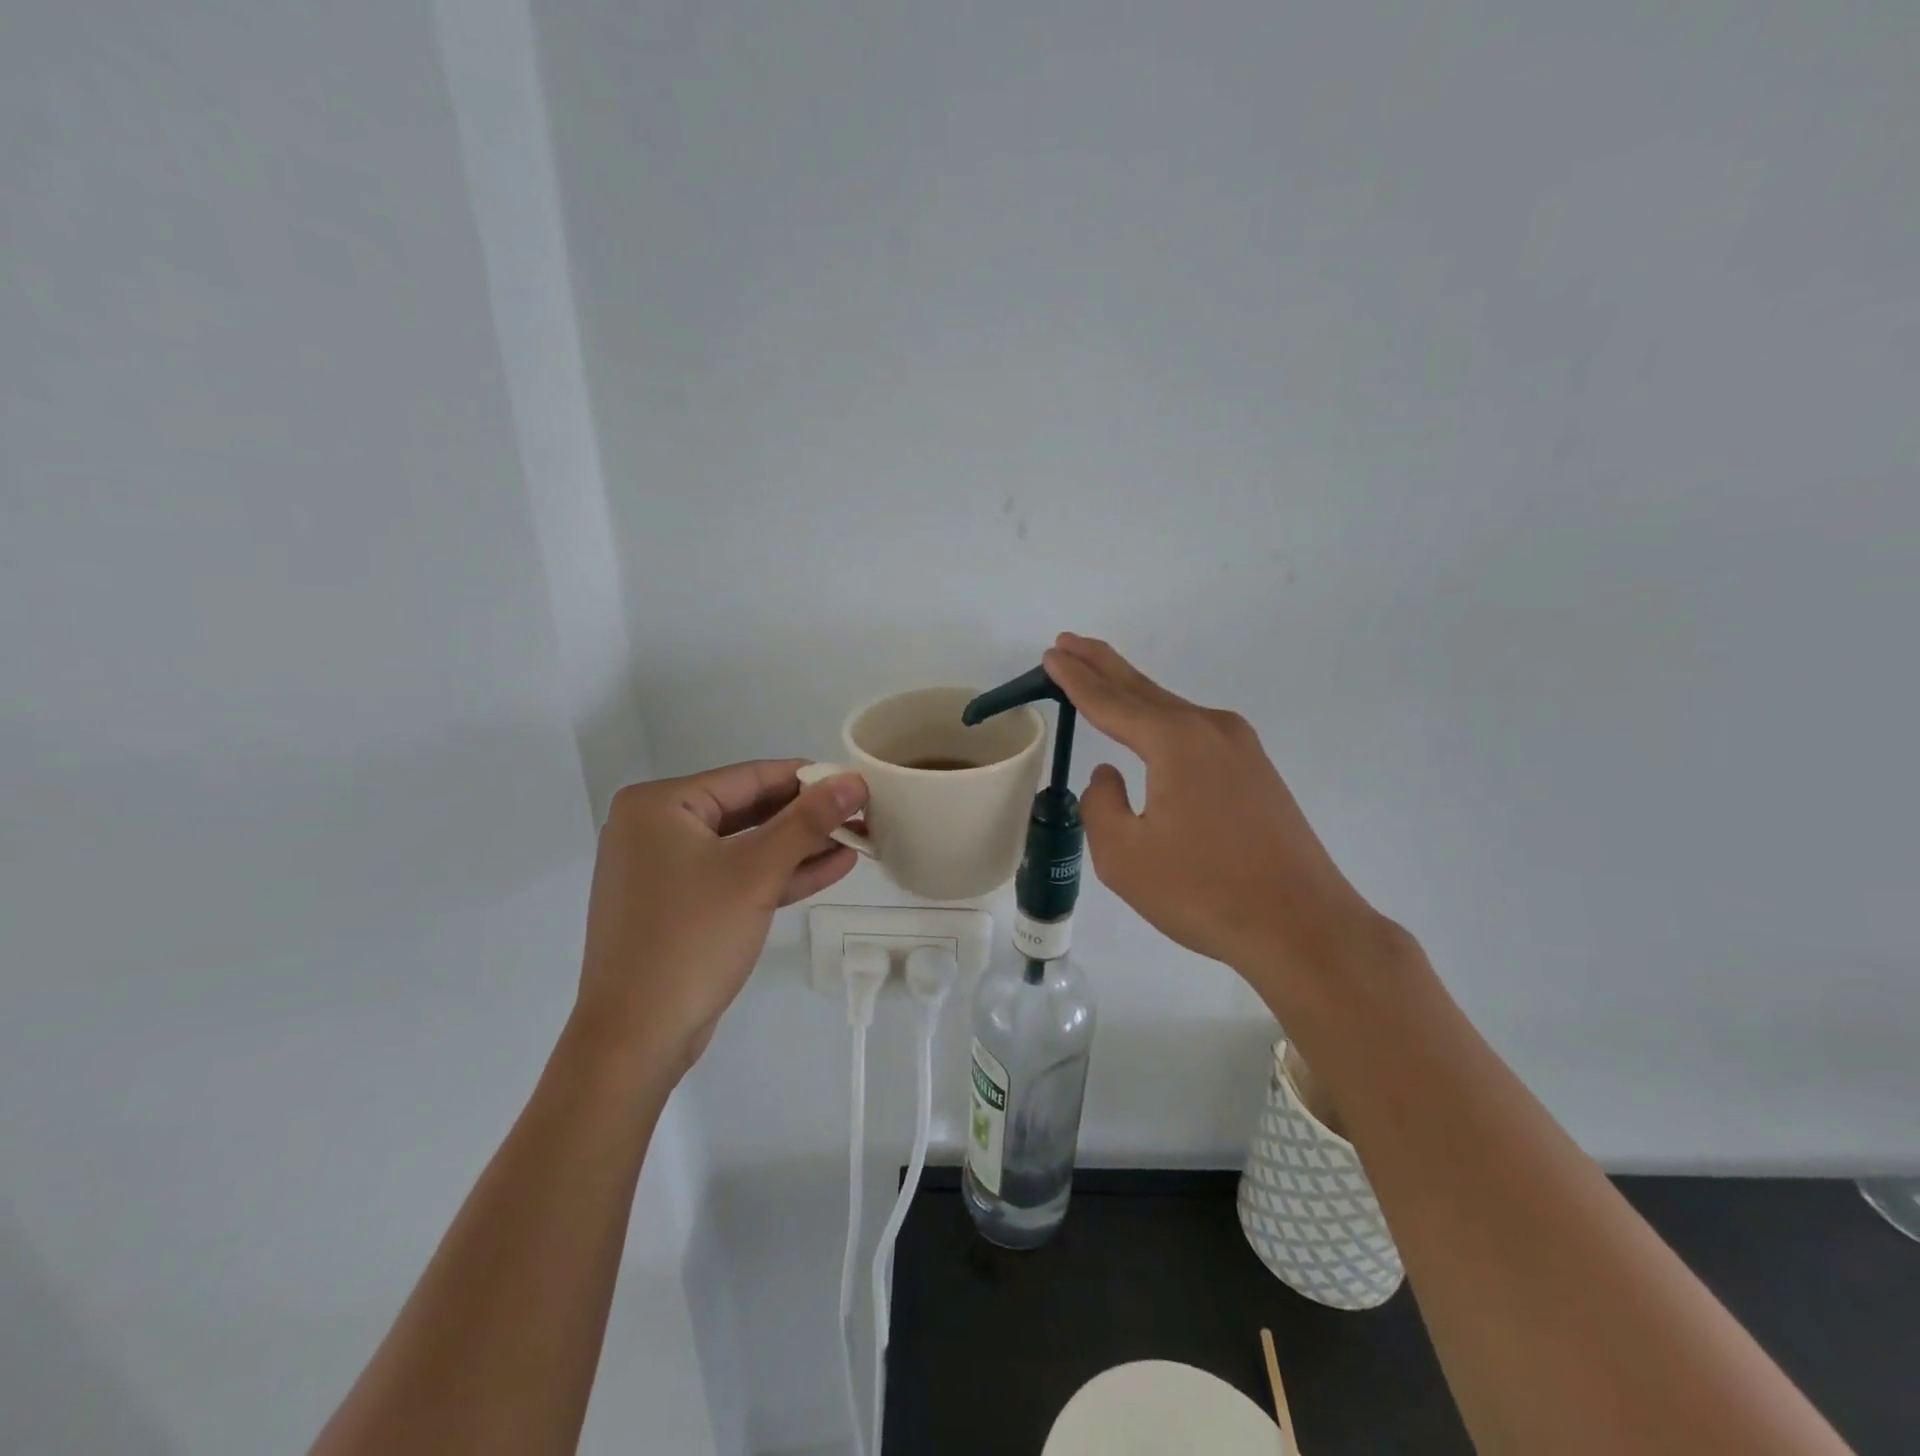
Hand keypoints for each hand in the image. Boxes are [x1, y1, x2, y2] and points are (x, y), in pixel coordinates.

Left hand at [575, 759, 865, 1076]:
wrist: (636, 1038)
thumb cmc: (691, 938)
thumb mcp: (757, 873)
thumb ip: (808, 822)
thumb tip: (854, 780)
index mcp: (660, 805)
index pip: (748, 777)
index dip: (807, 778)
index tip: (857, 780)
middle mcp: (656, 828)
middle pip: (748, 810)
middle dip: (808, 817)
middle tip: (861, 813)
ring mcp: (666, 869)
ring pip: (746, 846)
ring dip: (801, 846)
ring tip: (858, 838)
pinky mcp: (680, 905)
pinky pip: (736, 876)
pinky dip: (779, 874)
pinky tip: (831, 867)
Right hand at [1043, 634, 1398, 995]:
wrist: (1301, 926)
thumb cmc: (1204, 891)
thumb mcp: (1124, 856)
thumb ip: (1101, 805)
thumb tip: (1110, 776)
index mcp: (1175, 741)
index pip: (1110, 701)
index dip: (1075, 679)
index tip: (1051, 656)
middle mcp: (1210, 729)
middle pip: (1143, 689)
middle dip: (1102, 665)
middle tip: (1068, 643)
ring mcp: (1240, 748)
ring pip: (1171, 710)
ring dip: (1132, 693)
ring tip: (1099, 677)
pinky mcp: (1256, 772)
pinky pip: (1195, 733)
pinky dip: (1161, 720)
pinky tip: (1150, 729)